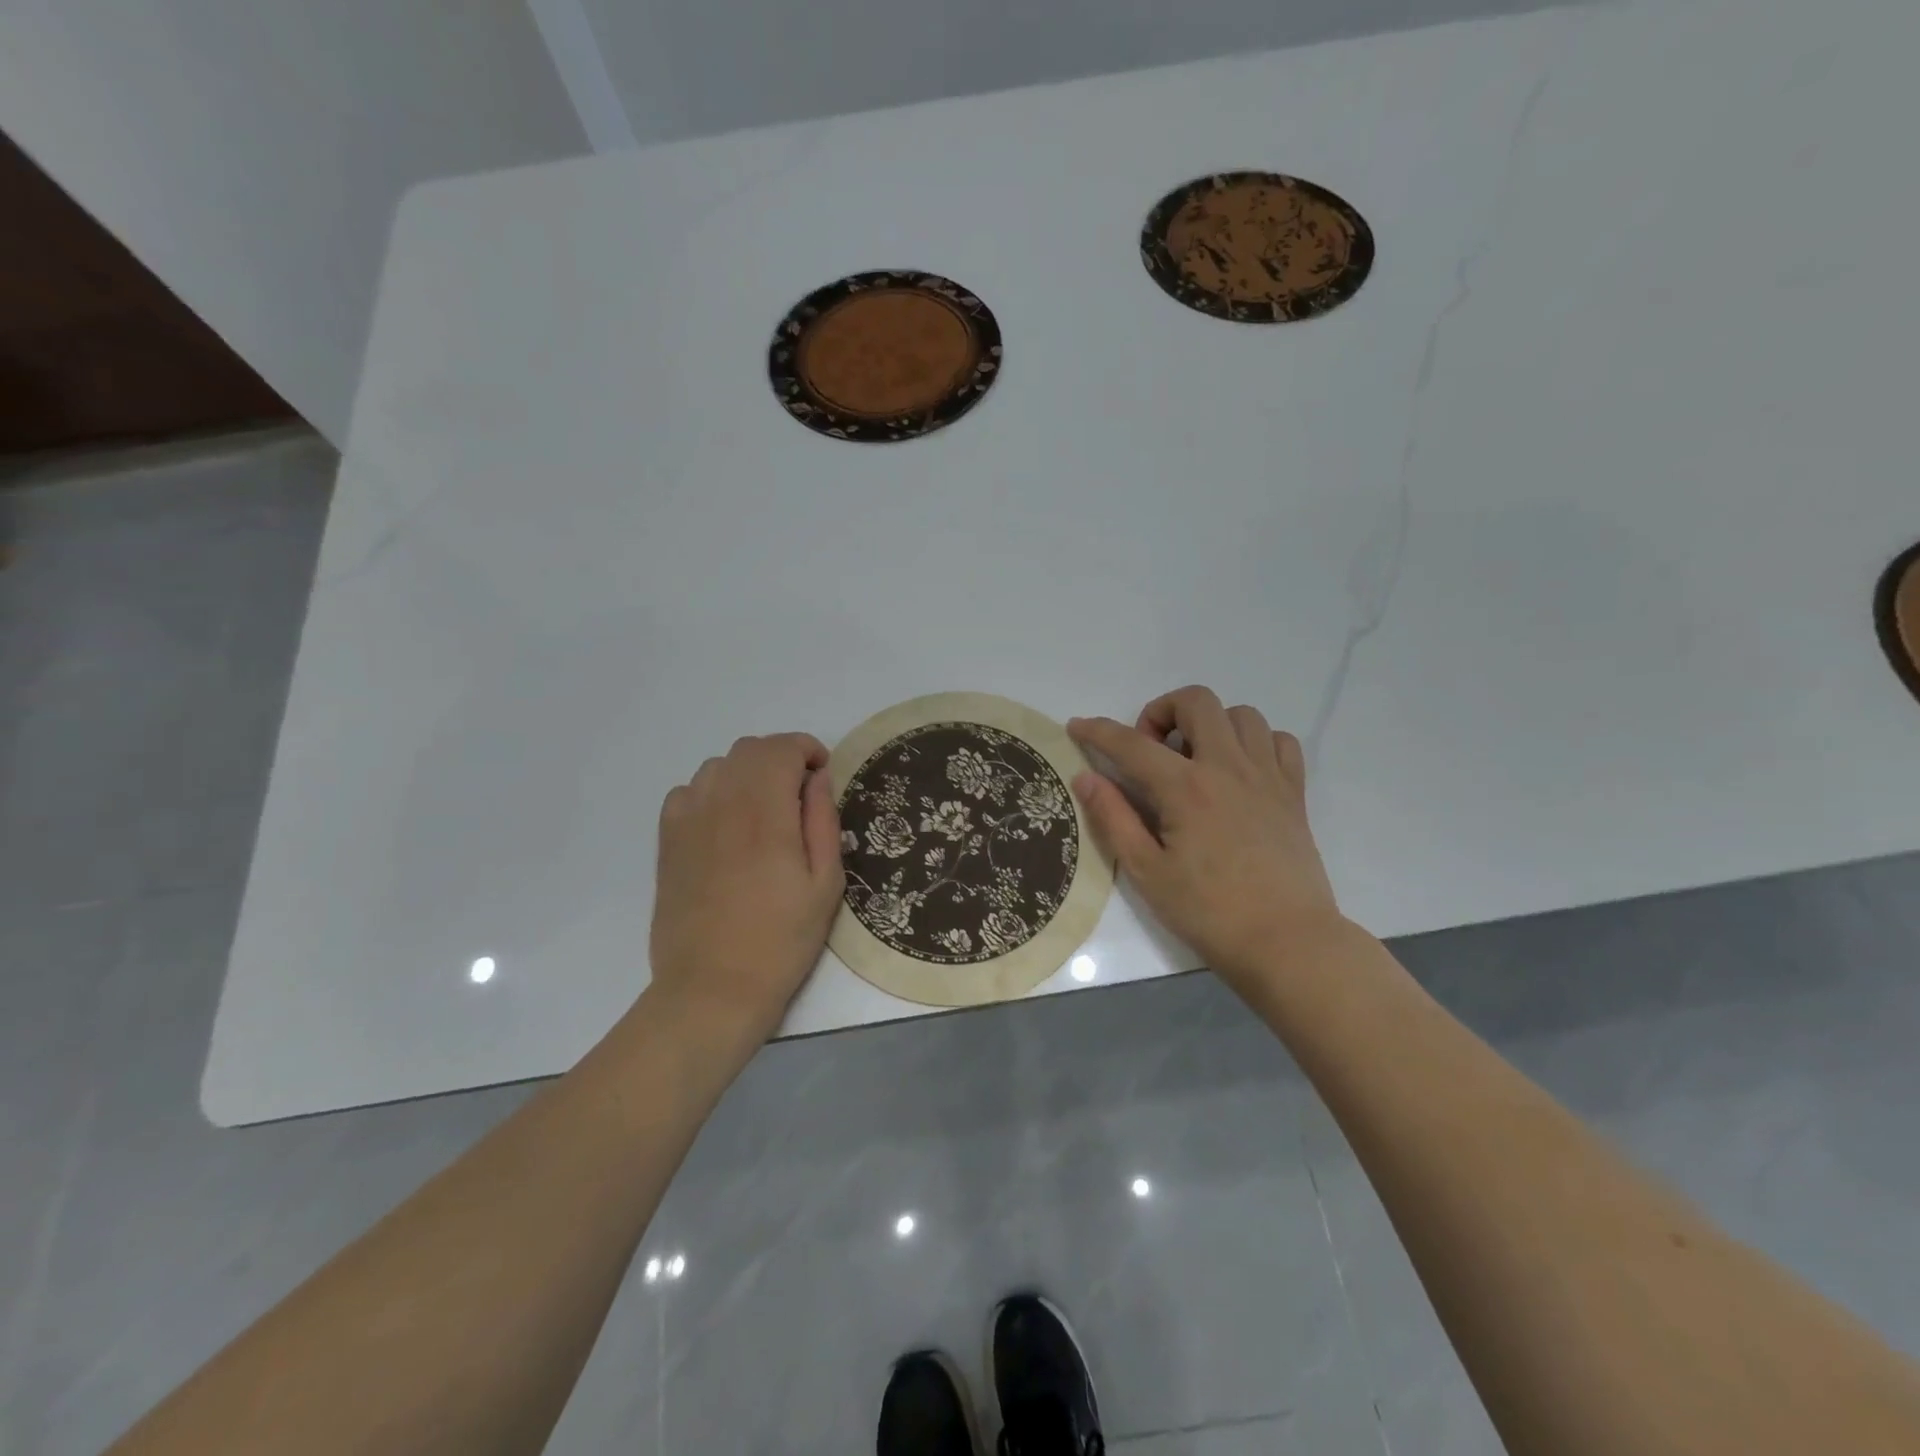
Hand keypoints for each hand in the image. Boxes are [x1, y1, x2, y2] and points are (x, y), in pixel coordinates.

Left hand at [648, 733, 844, 1045]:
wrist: (713, 988)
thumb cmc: (781, 940)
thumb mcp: (825, 884)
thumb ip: (823, 821)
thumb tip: (818, 778)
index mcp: (766, 813)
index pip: (782, 748)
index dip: (807, 749)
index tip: (822, 773)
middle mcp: (722, 804)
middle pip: (749, 749)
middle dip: (780, 757)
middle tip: (800, 792)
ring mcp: (688, 821)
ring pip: (718, 766)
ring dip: (747, 772)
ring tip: (764, 808)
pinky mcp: (668, 841)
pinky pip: (688, 791)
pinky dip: (713, 791)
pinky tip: (726, 823)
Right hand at [1068, 686, 1340, 992]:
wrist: (1288, 943)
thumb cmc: (1210, 912)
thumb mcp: (1148, 872)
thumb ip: (1114, 819)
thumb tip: (1085, 777)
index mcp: (1186, 788)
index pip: (1132, 743)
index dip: (1098, 730)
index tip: (1078, 726)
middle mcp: (1228, 767)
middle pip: (1197, 701)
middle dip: (1162, 710)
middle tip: (1151, 750)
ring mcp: (1267, 776)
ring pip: (1242, 714)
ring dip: (1210, 724)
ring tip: (1196, 759)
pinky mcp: (1294, 793)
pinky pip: (1280, 741)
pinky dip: (1256, 742)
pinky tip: (1240, 771)